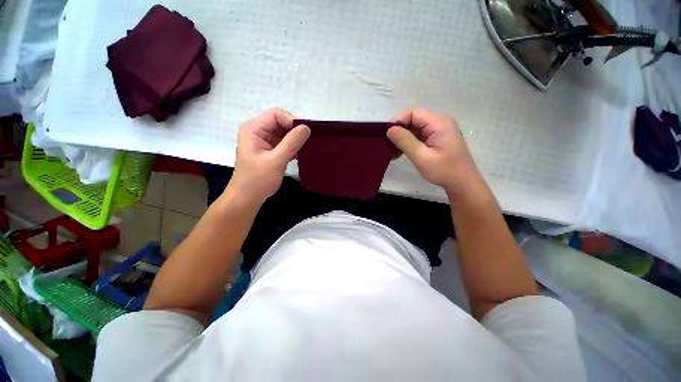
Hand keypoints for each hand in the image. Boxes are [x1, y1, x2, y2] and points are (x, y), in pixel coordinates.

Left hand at [228, 108, 309, 203]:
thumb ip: (291, 143)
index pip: (276, 114)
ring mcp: (265, 141)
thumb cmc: (258, 180)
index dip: (292, 121)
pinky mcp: (271, 150)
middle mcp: (259, 131)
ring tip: (307, 148)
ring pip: (285, 133)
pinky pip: (285, 143)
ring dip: (296, 140)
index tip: (305, 134)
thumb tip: (307, 127)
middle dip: (296, 131)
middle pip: (281, 122)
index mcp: (254, 129)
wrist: (247, 198)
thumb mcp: (275, 161)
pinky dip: (294, 147)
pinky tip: (301, 154)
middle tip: (310, 141)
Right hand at [387, 108, 482, 194]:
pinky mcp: (436, 138)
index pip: (413, 113)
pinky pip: (419, 136)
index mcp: (439, 123)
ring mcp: (438, 130)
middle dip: (398, 131)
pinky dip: (408, 143)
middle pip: (414, 120)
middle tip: (387, 145)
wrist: (462, 183)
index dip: (397, 121)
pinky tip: (400, 153)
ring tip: (392, 151)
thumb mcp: (422, 157)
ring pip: (415, 128)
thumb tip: (390, 130)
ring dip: (402, 138)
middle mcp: (439, 122)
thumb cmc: (444, 170)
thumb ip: (405, 141)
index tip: (385, 134)